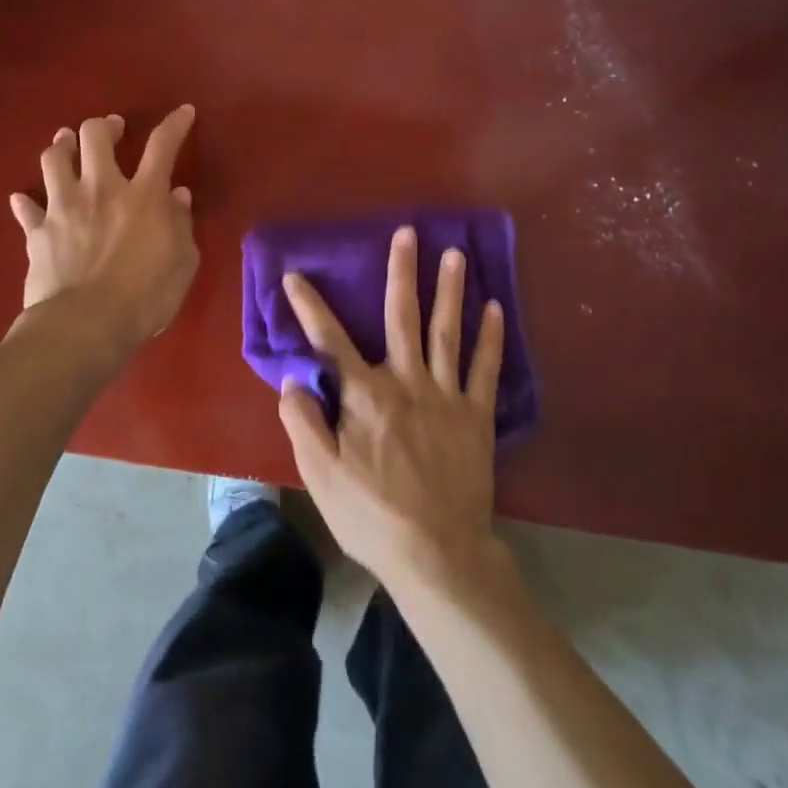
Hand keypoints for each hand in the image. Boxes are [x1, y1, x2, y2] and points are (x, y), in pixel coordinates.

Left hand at [10, 105, 197, 353]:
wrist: (84, 327)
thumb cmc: (145, 297)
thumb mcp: (183, 263)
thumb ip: (181, 224)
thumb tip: (177, 196)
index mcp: (143, 195)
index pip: (162, 145)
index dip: (175, 124)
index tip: (183, 112)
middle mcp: (100, 189)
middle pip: (94, 136)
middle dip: (104, 125)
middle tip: (112, 128)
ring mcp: (63, 208)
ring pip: (54, 160)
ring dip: (62, 146)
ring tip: (66, 144)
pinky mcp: (37, 233)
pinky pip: (26, 209)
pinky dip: (26, 202)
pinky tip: (24, 199)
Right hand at [277, 226, 506, 591]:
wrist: (437, 555)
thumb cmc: (371, 516)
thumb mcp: (321, 476)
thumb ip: (303, 422)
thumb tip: (294, 379)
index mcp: (364, 396)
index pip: (329, 342)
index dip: (309, 308)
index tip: (295, 276)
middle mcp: (405, 382)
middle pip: (401, 317)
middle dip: (402, 272)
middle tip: (407, 233)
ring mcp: (445, 395)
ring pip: (446, 332)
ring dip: (449, 290)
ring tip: (455, 254)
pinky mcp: (476, 415)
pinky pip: (485, 369)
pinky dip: (490, 338)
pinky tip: (494, 308)